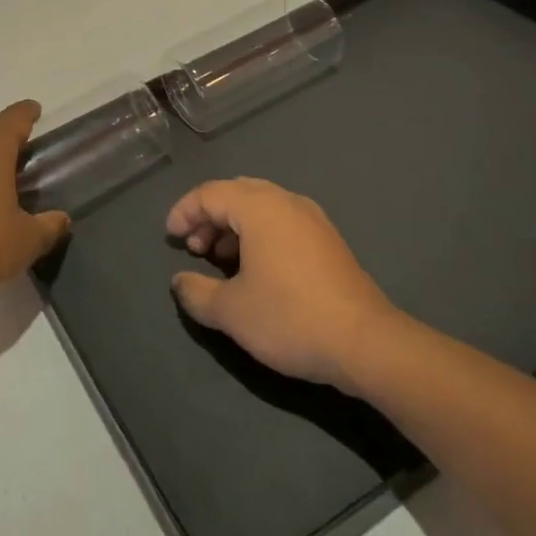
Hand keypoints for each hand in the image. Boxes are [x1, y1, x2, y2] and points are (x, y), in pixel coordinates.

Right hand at [169, 178, 396, 391]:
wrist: (366, 343)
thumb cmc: (290, 318)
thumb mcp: (231, 311)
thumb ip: (196, 292)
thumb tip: (180, 282)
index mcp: (259, 207)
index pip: (210, 193)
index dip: (184, 212)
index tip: (170, 238)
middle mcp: (286, 201)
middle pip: (235, 193)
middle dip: (209, 216)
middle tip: (194, 248)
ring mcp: (312, 218)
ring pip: (260, 206)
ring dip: (233, 226)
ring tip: (219, 259)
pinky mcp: (327, 239)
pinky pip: (281, 221)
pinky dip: (258, 234)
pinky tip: (255, 268)